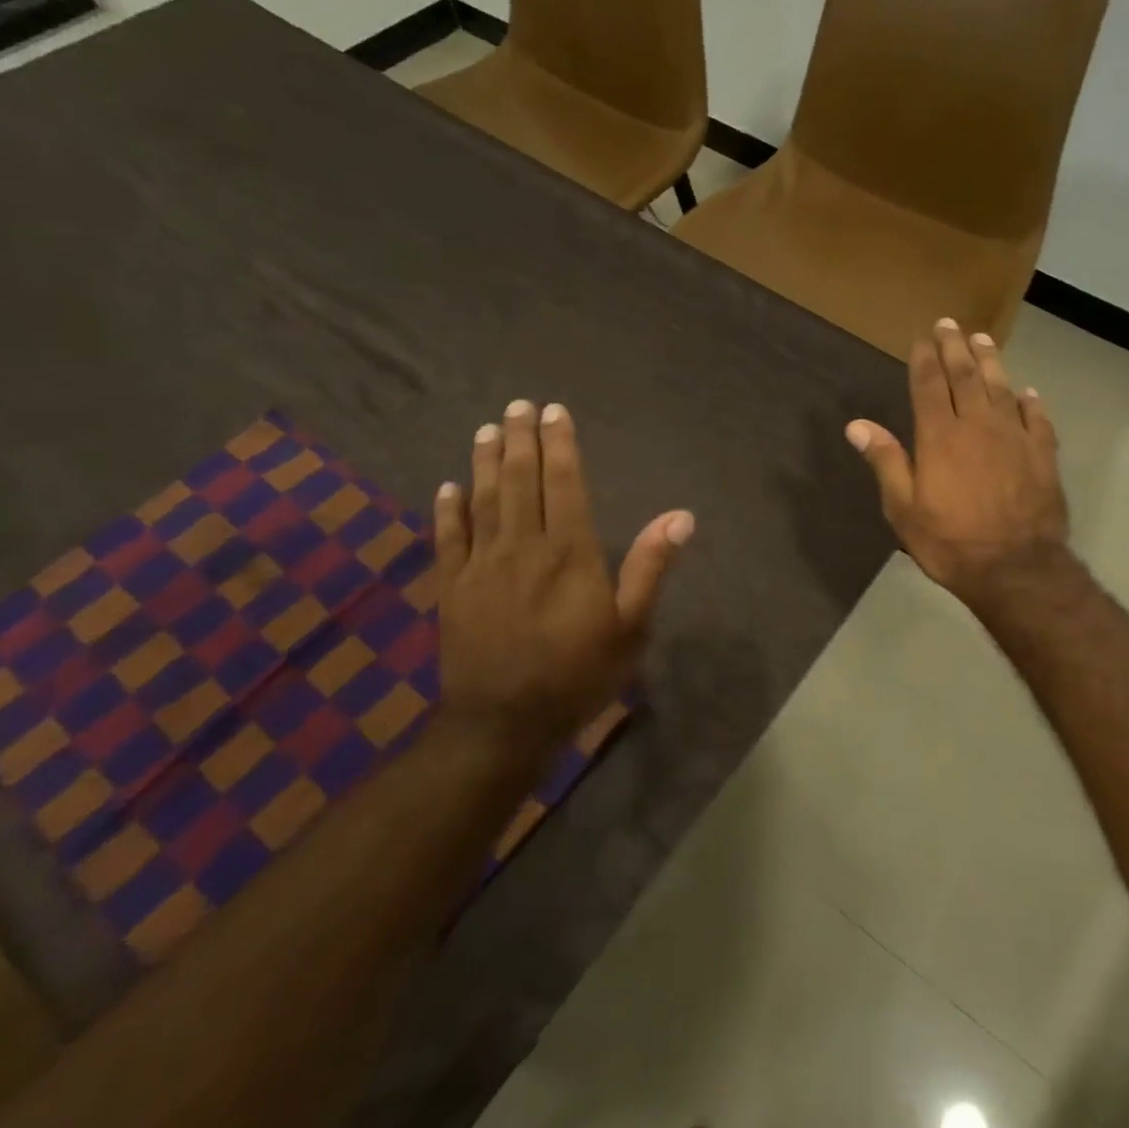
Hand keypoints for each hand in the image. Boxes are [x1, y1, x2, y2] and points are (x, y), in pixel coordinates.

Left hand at [432, 400, 692, 771]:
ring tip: (488, 430)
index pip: (565, 484)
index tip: (555, 412)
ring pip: (483, 500)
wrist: (504, 722)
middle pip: (520, 481)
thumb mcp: (630, 627)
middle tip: (518, 405)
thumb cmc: (577, 674)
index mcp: (569, 552)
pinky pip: (447, 538)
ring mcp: (481, 565)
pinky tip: (448, 486)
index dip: (561, 445)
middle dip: (521, 440)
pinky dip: (447, 509)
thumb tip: (680, 517)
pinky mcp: (452, 588)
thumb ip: (650, 567)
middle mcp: (522, 546)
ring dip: (485, 462)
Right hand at [846, 319, 1068, 607]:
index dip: (925, 358)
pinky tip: (1027, 392)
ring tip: (982, 339)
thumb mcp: (904, 509)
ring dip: (991, 361)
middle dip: (955, 347)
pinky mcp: (1043, 454)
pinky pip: (1037, 418)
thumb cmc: (951, 542)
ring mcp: (1015, 437)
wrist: (1015, 568)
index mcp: (940, 436)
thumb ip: (886, 462)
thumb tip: (857, 425)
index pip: (930, 384)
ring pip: (1002, 388)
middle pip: (966, 376)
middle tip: (949, 324)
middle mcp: (978, 425)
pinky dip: (1030, 401)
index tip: (922, 337)